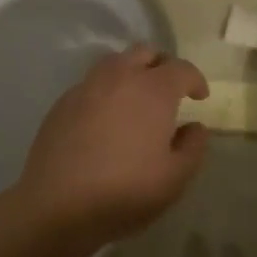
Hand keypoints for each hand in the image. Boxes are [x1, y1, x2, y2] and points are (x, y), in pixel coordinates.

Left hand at [13, 45, 210, 243]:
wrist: (56, 204)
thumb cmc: (124, 191)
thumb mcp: (174, 178)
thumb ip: (193, 147)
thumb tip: (195, 127)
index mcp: (153, 90)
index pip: (181, 68)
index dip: (195, 80)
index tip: (200, 97)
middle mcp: (120, 77)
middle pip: (145, 53)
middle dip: (162, 65)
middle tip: (169, 90)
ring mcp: (86, 87)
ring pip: (115, 63)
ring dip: (131, 72)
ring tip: (136, 100)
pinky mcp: (62, 102)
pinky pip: (91, 84)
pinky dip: (106, 91)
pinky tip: (105, 119)